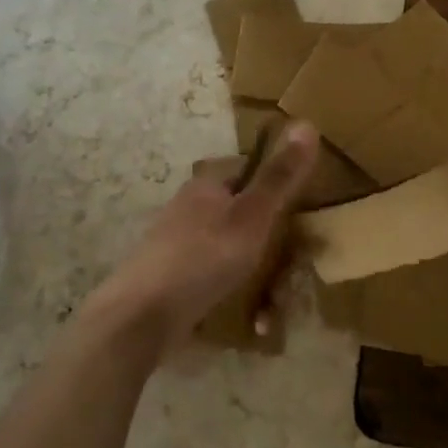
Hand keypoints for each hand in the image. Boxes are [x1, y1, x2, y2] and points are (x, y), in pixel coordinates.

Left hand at [82, 122, 319, 351]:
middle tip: (290, 276)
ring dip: (260, 282)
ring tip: (272, 310)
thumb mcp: (252, 215)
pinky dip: (238, 298)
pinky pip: (218, 282)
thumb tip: (306, 123)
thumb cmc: (203, 257)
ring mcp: (180, 246)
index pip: (250, 171)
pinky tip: (252, 323)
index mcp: (207, 185)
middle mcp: (191, 209)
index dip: (278, 190)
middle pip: (246, 218)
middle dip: (273, 249)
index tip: (301, 217)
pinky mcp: (175, 280)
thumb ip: (280, 175)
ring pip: (235, 254)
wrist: (141, 316)